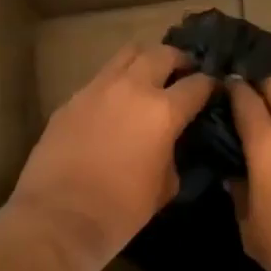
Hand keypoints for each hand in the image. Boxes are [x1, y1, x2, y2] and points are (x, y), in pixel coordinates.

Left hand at [4, 44, 216, 270]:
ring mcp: (96, 89)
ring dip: (144, 61)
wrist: (58, 218)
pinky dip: (115, 84)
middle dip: (178, 60)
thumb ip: (173, 154)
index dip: (209, 85)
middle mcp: (131, 88)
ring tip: (149, 78)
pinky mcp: (71, 99)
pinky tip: (114, 105)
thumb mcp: (164, 187)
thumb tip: (171, 143)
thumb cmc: (120, 210)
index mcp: (162, 111)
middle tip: (183, 74)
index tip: (213, 90)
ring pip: (127, 54)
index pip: (197, 84)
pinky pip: (100, 79)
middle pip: (162, 53)